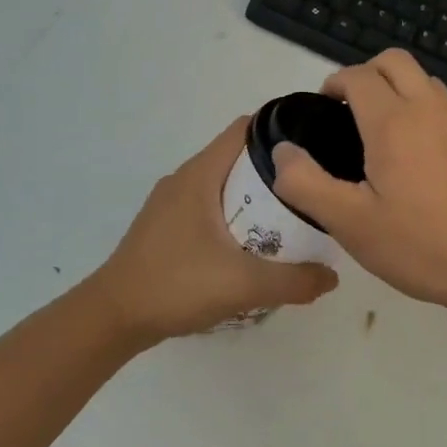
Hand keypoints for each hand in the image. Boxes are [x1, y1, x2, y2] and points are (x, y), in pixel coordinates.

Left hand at [85, 116, 338, 347]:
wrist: (113, 317)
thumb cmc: (176, 285)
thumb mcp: (244, 285)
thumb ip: (294, 281)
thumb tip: (332, 277)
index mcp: (200, 175)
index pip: (245, 129)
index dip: (280, 130)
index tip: (313, 146)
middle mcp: (184, 179)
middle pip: (237, 157)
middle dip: (275, 170)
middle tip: (310, 190)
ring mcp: (170, 203)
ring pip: (222, 184)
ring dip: (254, 195)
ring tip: (288, 218)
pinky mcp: (165, 226)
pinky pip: (208, 206)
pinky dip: (233, 214)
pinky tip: (250, 245)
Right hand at [269, 50, 446, 317]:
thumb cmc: (420, 244)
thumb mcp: (350, 223)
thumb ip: (306, 184)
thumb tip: (282, 153)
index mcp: (394, 122)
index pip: (359, 75)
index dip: (334, 83)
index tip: (321, 111)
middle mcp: (428, 110)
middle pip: (394, 61)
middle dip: (364, 73)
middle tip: (345, 111)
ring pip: (422, 79)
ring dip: (394, 87)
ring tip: (373, 130)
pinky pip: (439, 105)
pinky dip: (416, 107)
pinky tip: (406, 156)